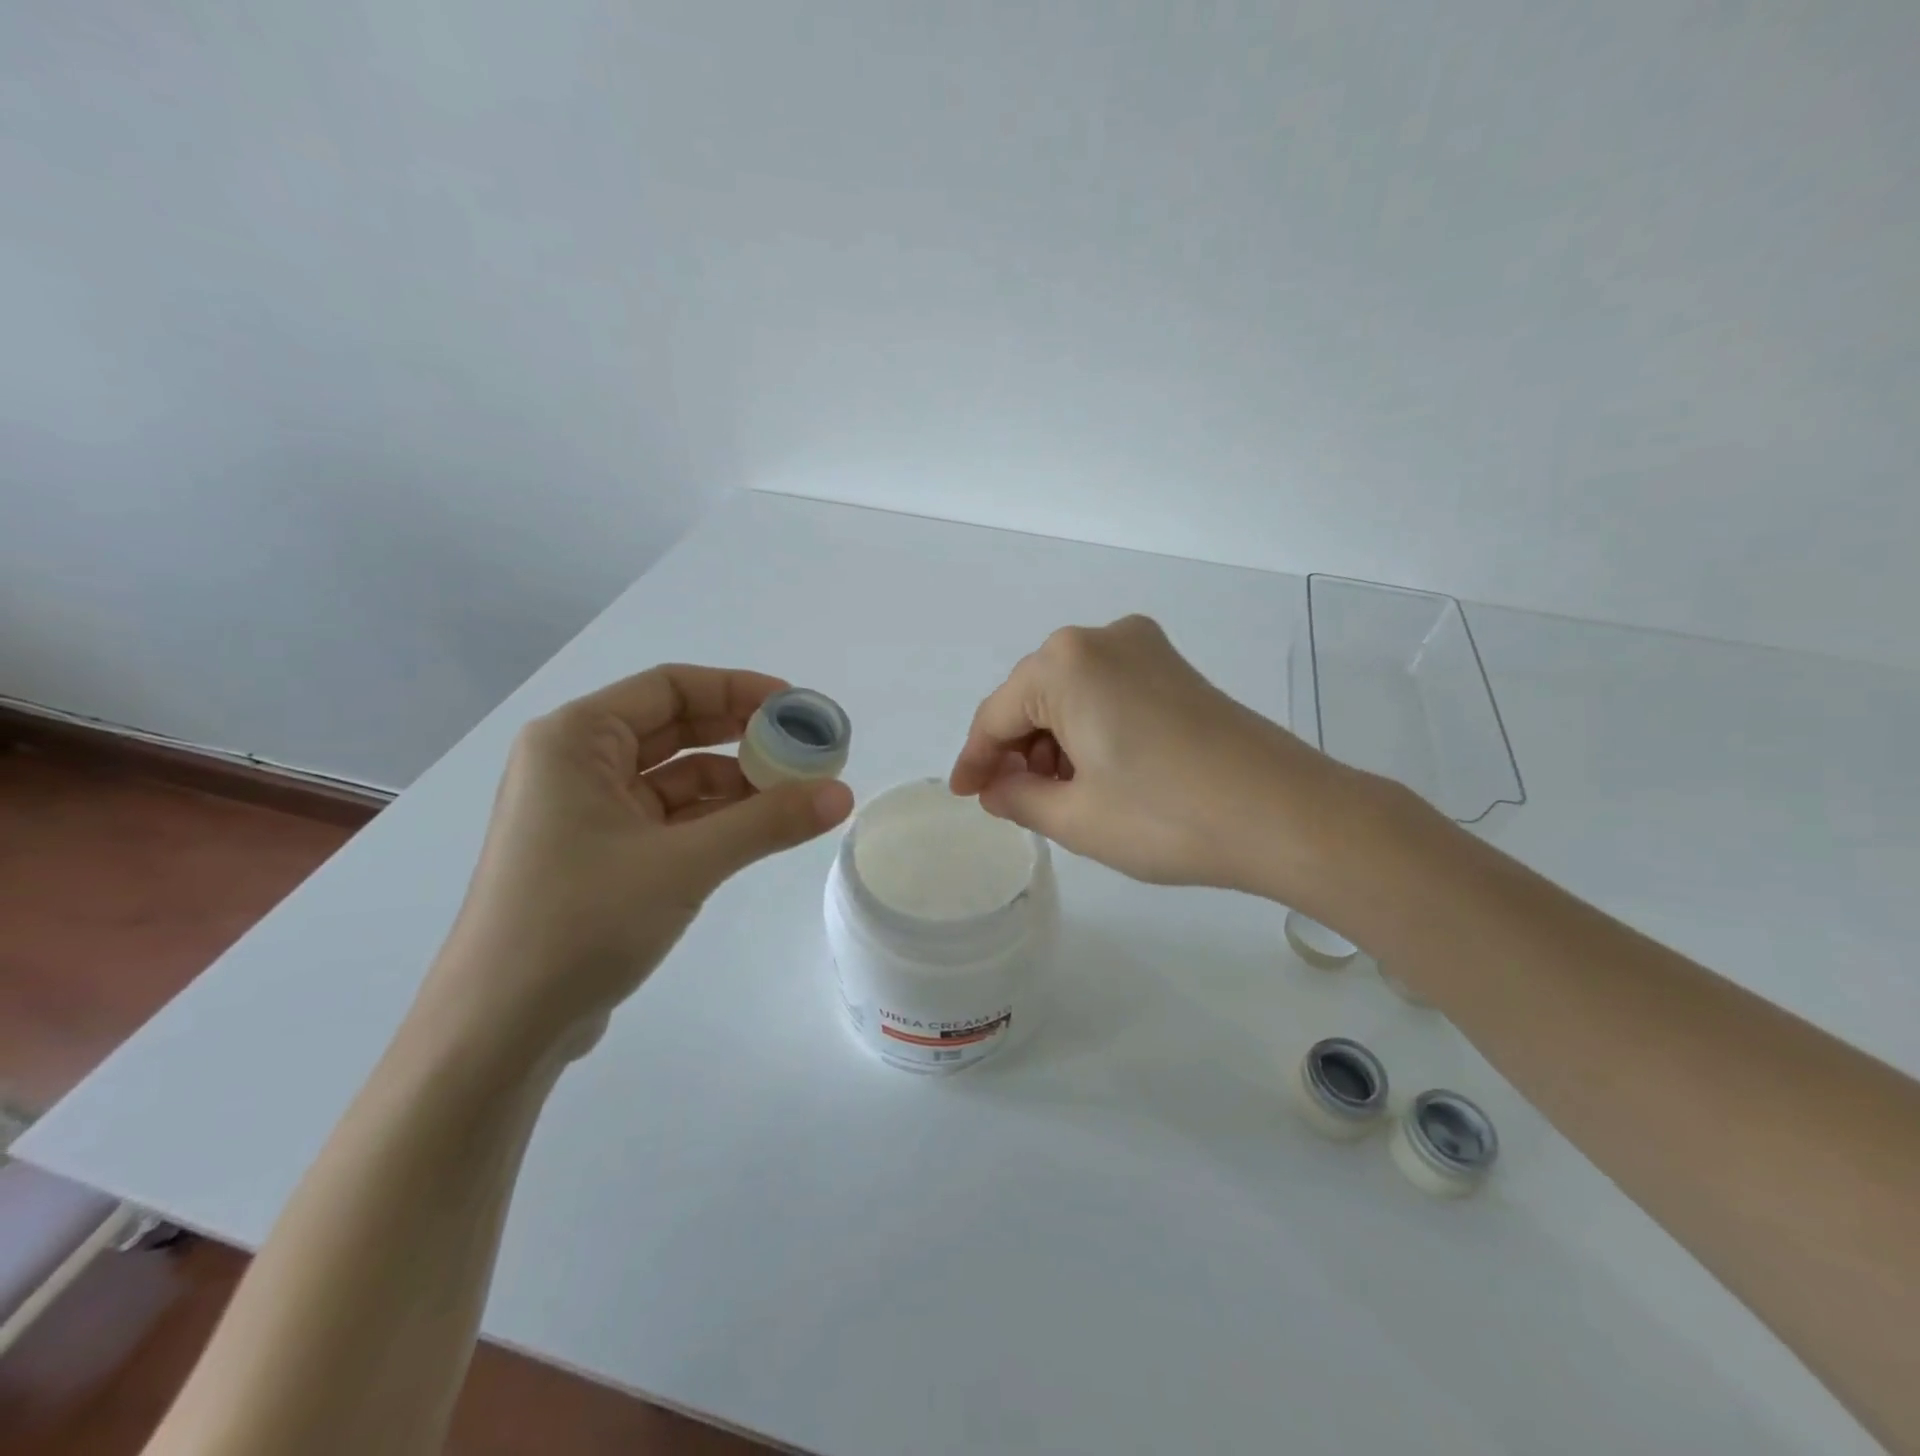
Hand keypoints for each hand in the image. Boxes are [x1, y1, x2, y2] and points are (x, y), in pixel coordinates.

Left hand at [422, 665, 853, 1063]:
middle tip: (804, 748)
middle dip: (742, 736)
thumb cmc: (581, 921)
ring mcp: (585, 812)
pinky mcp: (599, 854)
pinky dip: (714, 819)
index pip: (669, 687)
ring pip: (675, 777)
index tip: (796, 706)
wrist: (500, 1029)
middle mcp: (575, 763)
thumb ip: (768, 822)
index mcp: (575, 739)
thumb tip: (844, 795)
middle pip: (674, 728)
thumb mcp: (685, 863)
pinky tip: (760, 829)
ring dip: (734, 783)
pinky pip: (668, 817)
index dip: (738, 689)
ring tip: (796, 794)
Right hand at [949, 616, 1365, 898]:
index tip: (964, 796)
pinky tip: (1094, 773)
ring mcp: (1145, 649)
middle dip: (1017, 750)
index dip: (975, 760)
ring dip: (1054, 743)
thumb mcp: (1075, 817)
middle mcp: (1102, 639)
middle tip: (1011, 802)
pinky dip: (1089, 730)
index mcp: (1065, 663)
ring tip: (1056, 797)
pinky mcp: (1175, 669)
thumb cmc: (1166, 816)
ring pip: (1072, 695)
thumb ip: (1018, 797)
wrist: (1287, 814)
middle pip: (1034, 698)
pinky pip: (1108, 693)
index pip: (997, 715)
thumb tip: (997, 787)